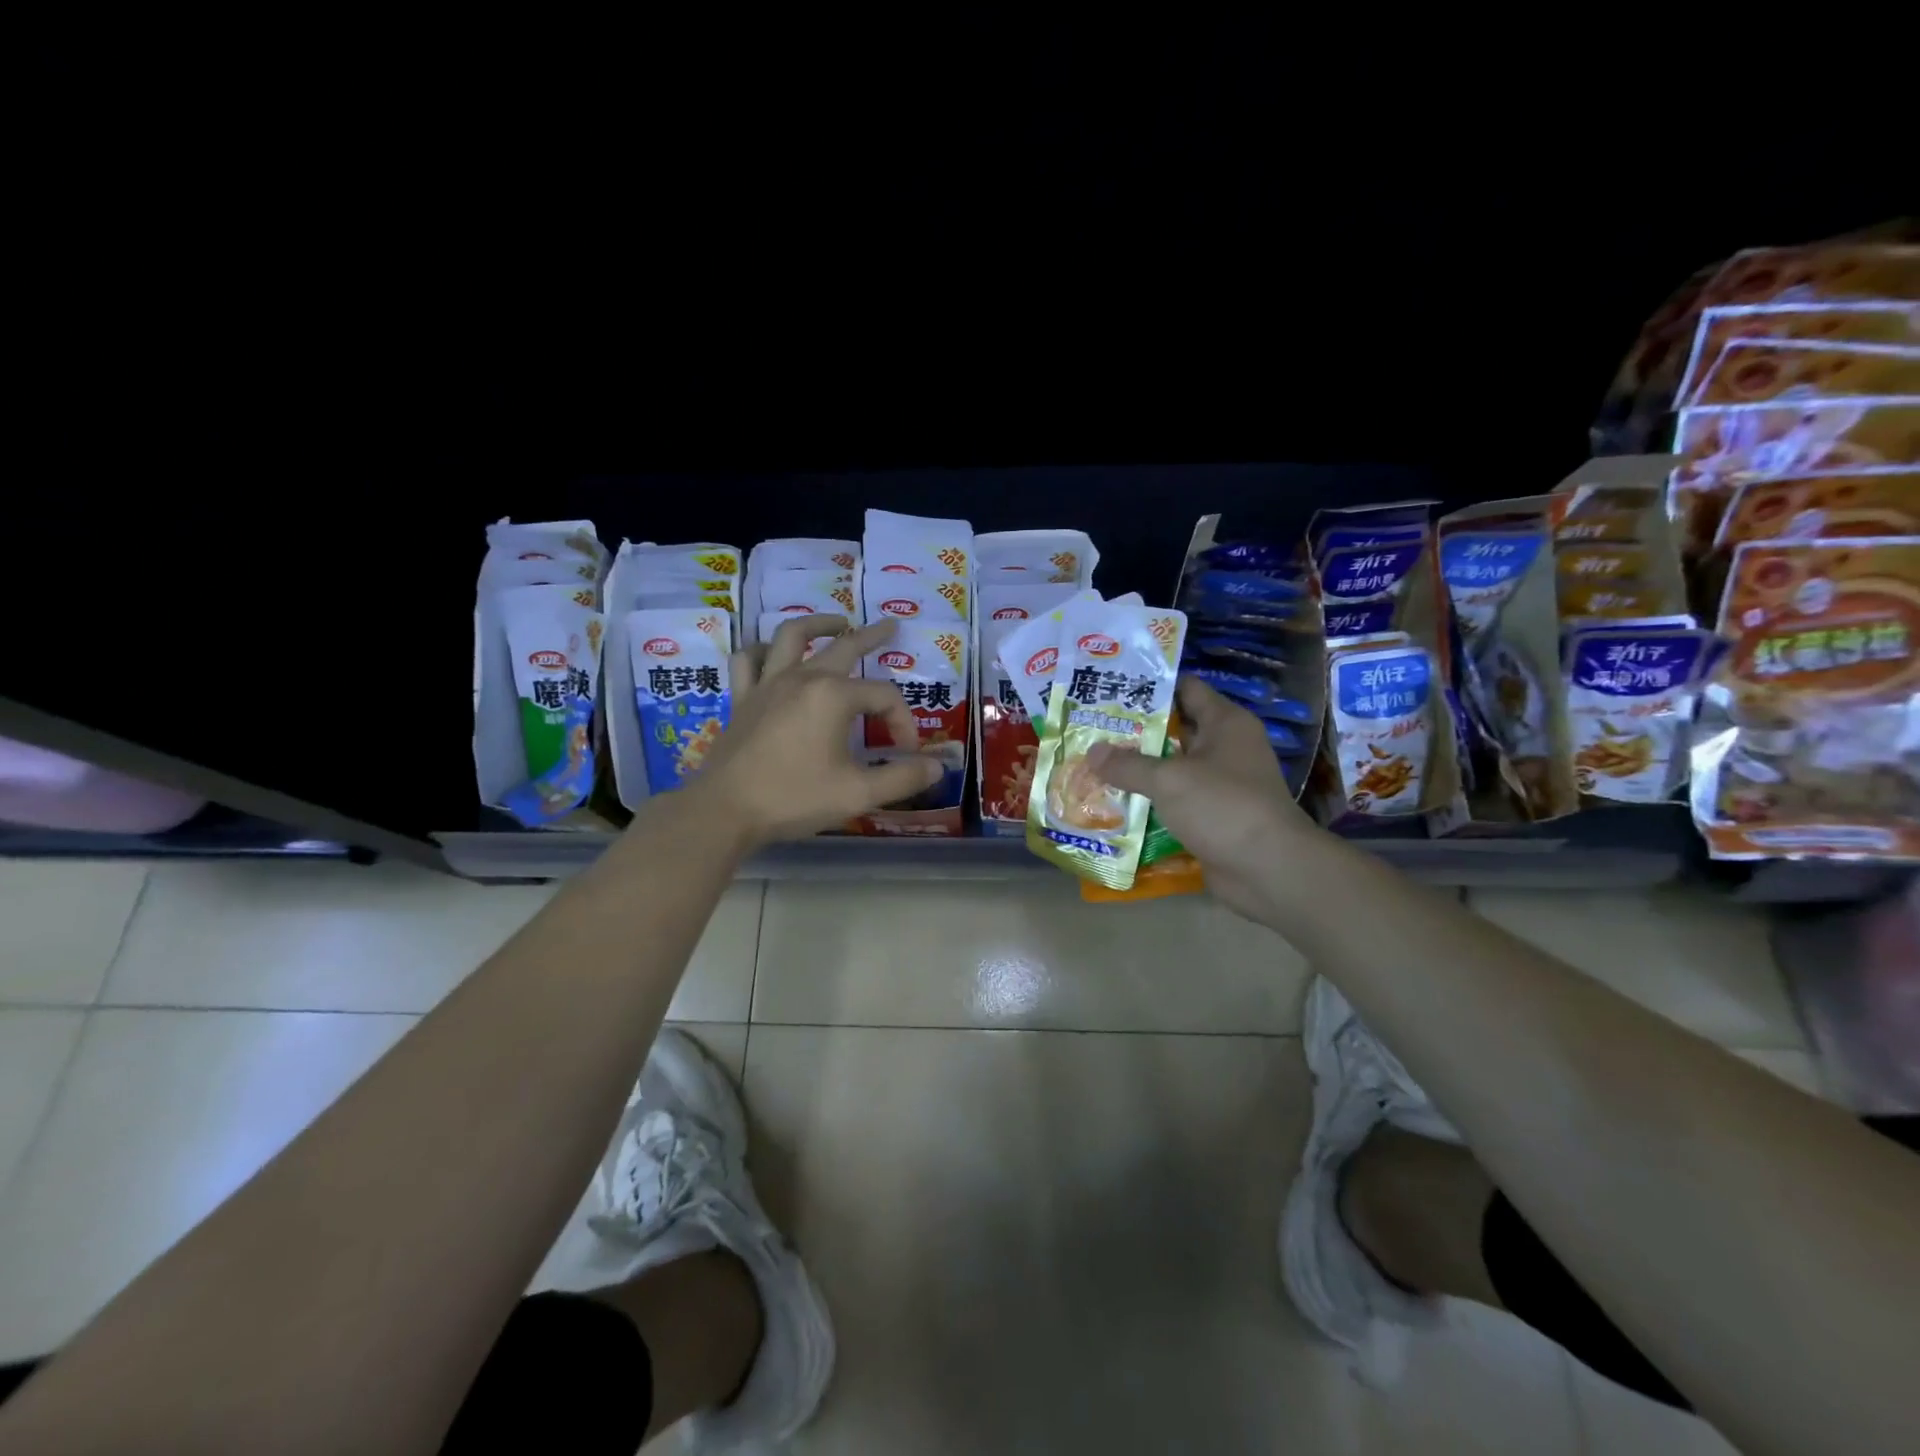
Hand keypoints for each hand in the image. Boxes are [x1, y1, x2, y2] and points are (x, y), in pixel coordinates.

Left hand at [693, 615, 942, 844]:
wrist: (725, 810)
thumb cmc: (794, 798)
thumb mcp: (858, 793)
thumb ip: (902, 778)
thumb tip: (938, 766)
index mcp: (834, 696)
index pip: (884, 697)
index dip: (903, 721)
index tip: (907, 752)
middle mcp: (803, 678)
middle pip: (845, 647)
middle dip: (872, 637)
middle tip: (891, 627)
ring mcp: (768, 684)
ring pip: (792, 637)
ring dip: (817, 624)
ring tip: (836, 622)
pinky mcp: (742, 698)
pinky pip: (748, 660)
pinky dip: (762, 650)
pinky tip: (771, 653)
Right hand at [1087, 677, 1321, 922]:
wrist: (1268, 870)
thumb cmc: (1223, 807)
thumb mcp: (1169, 779)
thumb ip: (1128, 764)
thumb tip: (1092, 752)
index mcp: (1225, 723)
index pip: (1186, 689)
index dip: (1150, 686)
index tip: (1112, 688)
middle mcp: (1225, 748)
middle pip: (1175, 729)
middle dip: (1134, 731)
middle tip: (1091, 729)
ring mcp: (1220, 785)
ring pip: (1171, 768)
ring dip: (1138, 770)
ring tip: (1092, 764)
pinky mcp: (1213, 817)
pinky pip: (1174, 801)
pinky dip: (1149, 802)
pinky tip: (1112, 802)